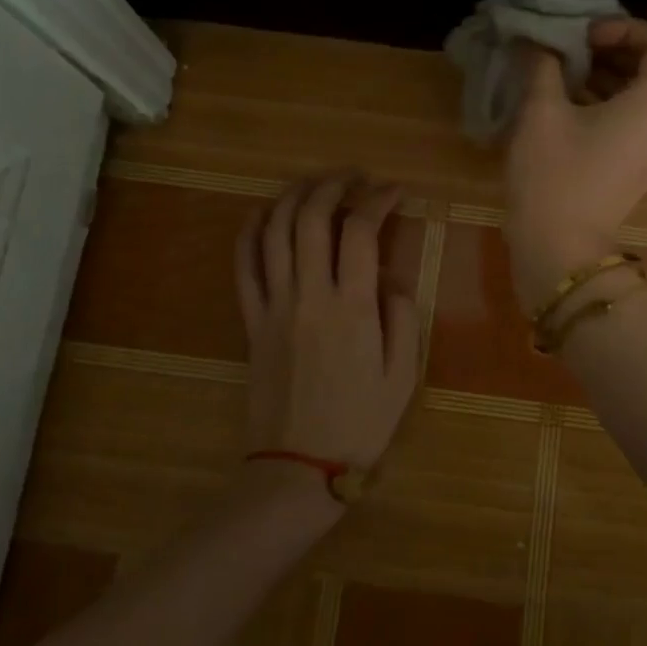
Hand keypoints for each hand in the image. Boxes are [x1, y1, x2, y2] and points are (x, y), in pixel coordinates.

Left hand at [235, 172, 421, 501]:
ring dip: (294, 196)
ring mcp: (274, 305)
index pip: (361, 231)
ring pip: (275, 231)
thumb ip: (401, 316)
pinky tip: (264, 212)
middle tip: (355, 177)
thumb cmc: (359, 424)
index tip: (394, 191)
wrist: (298, 468)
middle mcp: (309, 295)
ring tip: (315, 184)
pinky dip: (250, 231)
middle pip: (312, 217)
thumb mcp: (403, 375)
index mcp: (352, 308)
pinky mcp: (251, 320)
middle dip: (334, 184)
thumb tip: (389, 277)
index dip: (378, 200)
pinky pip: (243, 265)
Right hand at [503, 18, 646, 307]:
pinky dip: (602, 104)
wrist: (558, 251)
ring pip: (637, 96)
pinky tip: (560, 105)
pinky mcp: (634, 170)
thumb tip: (537, 42)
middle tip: (565, 49)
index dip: (628, 27)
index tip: (586, 35)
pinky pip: (628, 122)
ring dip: (602, 77)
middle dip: (609, 50)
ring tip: (556, 74)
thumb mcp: (541, 112)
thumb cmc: (553, 177)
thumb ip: (543, 65)